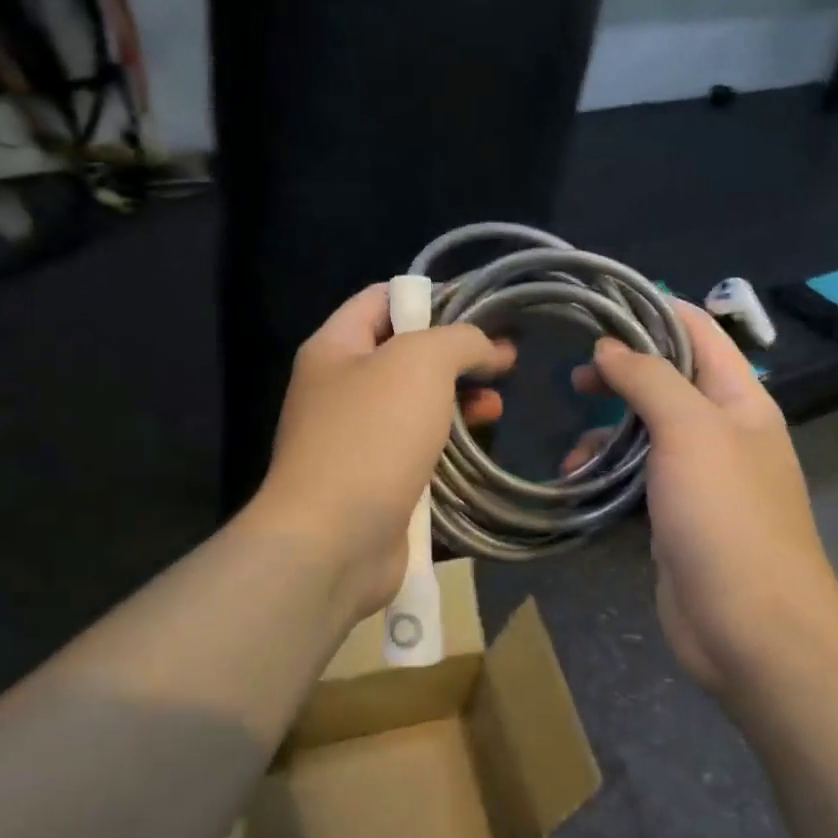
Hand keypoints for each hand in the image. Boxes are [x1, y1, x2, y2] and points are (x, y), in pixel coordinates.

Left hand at [249, 284, 513, 619]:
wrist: (333, 541)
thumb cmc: (372, 437)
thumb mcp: (420, 363)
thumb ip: (459, 340)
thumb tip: (488, 348)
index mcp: (335, 347)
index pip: (382, 298)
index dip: (431, 297)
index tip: (482, 312)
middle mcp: (338, 389)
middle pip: (403, 354)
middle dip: (455, 355)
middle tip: (504, 363)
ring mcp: (354, 439)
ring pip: (414, 405)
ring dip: (458, 400)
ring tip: (498, 405)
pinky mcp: (374, 481)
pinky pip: (415, 448)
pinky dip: (447, 442)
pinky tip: (478, 445)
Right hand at [564, 302, 837, 695]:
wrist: (750, 627)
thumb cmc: (726, 516)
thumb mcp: (690, 430)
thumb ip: (650, 379)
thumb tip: (611, 347)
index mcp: (741, 400)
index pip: (699, 332)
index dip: (653, 310)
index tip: (599, 305)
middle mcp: (724, 432)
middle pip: (669, 382)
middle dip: (622, 375)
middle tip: (573, 378)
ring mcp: (701, 479)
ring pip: (647, 435)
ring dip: (607, 434)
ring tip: (570, 448)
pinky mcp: (677, 518)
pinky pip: (638, 480)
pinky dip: (608, 476)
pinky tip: (579, 486)